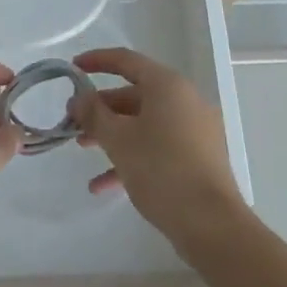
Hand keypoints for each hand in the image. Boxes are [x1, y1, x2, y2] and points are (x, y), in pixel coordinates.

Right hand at [73, 48, 246, 245]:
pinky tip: (103, 184)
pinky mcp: (197, 157)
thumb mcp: (118, 139)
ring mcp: (194, 130)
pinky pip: (158, 146)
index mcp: (167, 85)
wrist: (212, 226)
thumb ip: (93, 114)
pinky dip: (132, 156)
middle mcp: (183, 100)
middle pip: (133, 94)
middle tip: (74, 120)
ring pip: (144, 122)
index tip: (73, 69)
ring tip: (83, 149)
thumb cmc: (161, 170)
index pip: (126, 60)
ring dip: (112, 133)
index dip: (96, 61)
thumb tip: (79, 98)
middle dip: (101, 108)